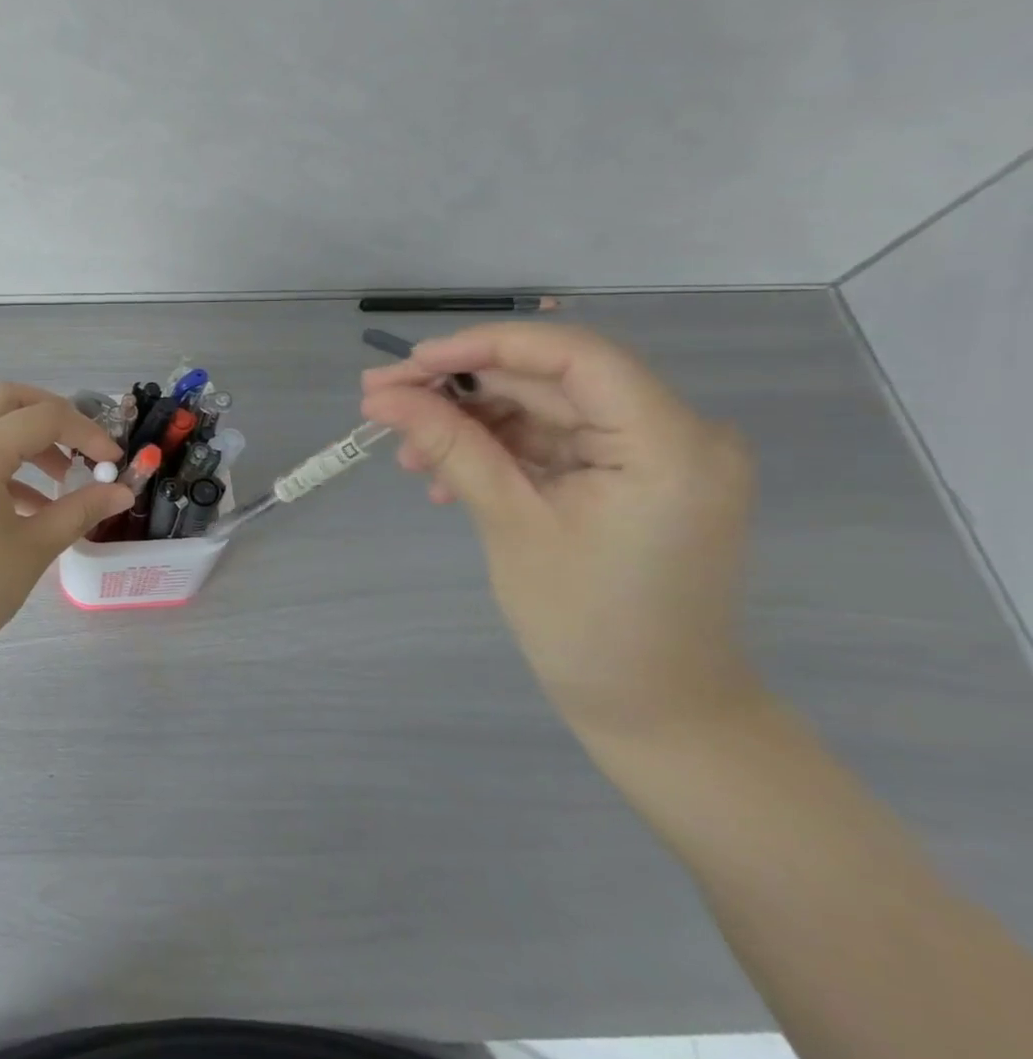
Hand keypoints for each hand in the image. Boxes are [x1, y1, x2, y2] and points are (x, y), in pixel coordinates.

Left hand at [0, 384, 132, 688]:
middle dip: (51, 412)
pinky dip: (7, 464)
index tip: (115, 460)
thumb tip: (122, 491)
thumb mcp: (33, 550)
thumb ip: (80, 511)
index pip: (44, 417)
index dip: (87, 432)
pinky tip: (32, 506)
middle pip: (7, 400)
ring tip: (63, 479)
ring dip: (29, 439)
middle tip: (83, 443)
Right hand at [361, 323, 761, 738]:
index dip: (485, 347)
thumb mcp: (509, 525)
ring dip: (471, 425)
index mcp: (669, 443)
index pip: (573, 355)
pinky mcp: (633, 477)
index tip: (411, 365)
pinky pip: (555, 443)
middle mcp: (677, 433)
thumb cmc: (586, 627)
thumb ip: (451, 446)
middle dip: (461, 389)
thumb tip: (383, 396)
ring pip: (544, 410)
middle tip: (381, 400)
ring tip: (407, 455)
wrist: (655, 711)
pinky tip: (446, 479)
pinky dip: (499, 452)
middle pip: (551, 380)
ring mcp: (656, 455)